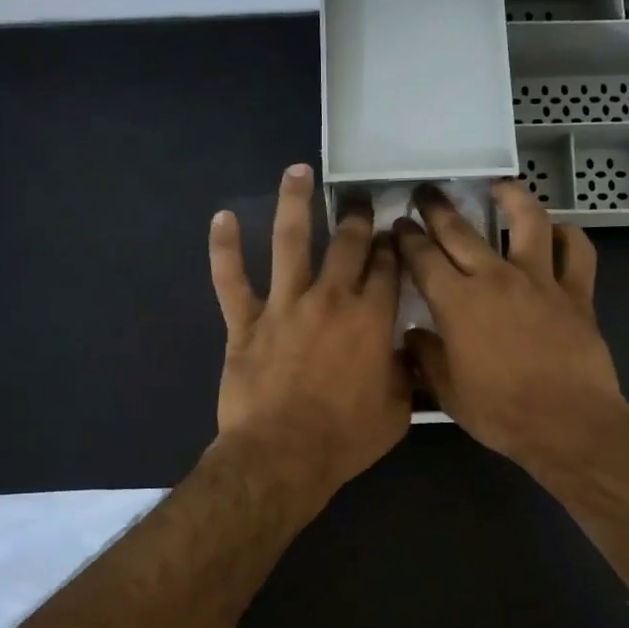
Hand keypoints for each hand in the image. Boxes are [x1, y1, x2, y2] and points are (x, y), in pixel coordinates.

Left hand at [209, 164, 410, 499]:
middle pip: (347, 243)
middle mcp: (330, 299)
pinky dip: (224, 248)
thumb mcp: (397, 411)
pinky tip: (221, 218)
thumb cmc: (345, 438)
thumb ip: (406, 373)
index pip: (387, 267)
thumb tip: (408, 350)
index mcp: (371, 319)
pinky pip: (231, 279)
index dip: (393, 244)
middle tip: (359, 195)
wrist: (283, 456)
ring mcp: (284, 306)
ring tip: (296, 170)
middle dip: (356, 215)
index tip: (395, 230)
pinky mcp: (245, 322)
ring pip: (289, 242)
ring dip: (293, 202)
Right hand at [394, 181, 628, 469]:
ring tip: (499, 186)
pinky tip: (559, 231)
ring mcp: (540, 280)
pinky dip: (568, 236)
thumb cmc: (500, 412)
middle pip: (461, 230)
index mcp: (457, 302)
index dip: (406, 238)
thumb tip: (412, 336)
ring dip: (511, 197)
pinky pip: (577, 251)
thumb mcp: (448, 392)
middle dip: (437, 208)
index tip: (397, 226)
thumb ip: (426, 357)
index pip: (422, 257)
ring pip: (527, 221)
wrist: (567, 423)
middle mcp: (495, 278)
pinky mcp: (577, 292)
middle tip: (426, 192)